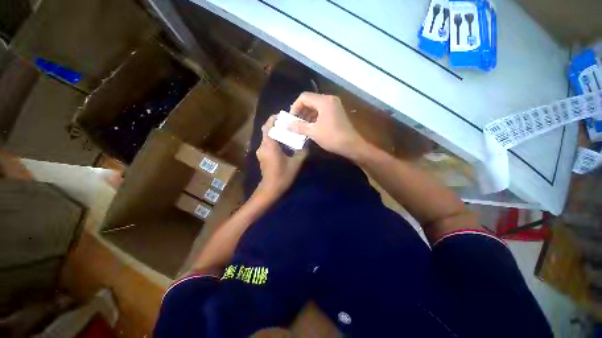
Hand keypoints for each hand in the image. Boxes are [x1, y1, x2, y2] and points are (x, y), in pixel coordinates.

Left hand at [256, 116, 307, 196]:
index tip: (281, 115)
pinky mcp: (262, 157)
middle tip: (287, 124)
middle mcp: (263, 146)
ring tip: (286, 132)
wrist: (270, 189)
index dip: (273, 119)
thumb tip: (307, 144)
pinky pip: (267, 144)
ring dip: (275, 133)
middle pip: (266, 130)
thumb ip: (302, 152)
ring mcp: (261, 152)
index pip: (268, 127)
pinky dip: (273, 140)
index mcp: (269, 145)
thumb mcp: (296, 163)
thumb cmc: (282, 175)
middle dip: (275, 125)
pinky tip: (283, 144)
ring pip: (266, 137)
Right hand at [287, 92, 365, 158]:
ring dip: (307, 115)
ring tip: (301, 126)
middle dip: (301, 111)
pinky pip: (322, 111)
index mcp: (324, 101)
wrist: (351, 145)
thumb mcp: (313, 132)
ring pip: (316, 106)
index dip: (295, 107)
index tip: (291, 119)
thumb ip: (299, 126)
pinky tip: (310, 127)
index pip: (304, 97)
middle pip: (310, 100)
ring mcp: (334, 106)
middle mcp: (329, 100)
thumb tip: (287, 124)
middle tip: (295, 123)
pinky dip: (314, 117)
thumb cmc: (332, 137)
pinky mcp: (336, 112)